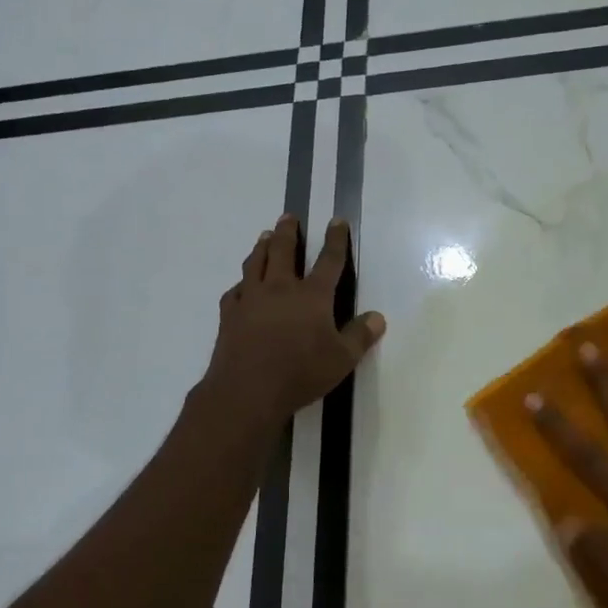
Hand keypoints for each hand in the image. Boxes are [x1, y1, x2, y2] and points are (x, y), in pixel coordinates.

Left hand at [203, 215, 385, 428]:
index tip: (336, 221)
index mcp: (312, 296)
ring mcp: (251, 299)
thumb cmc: (300, 373)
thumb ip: (360, 336)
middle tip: (288, 217)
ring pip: (255, 263)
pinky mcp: (230, 315)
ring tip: (265, 236)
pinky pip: (234, 291)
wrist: (246, 391)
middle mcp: (280, 289)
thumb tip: (378, 317)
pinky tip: (241, 285)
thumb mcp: (341, 359)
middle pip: (283, 251)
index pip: (329, 260)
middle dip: (288, 232)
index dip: (335, 239)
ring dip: (261, 247)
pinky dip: (241, 283)